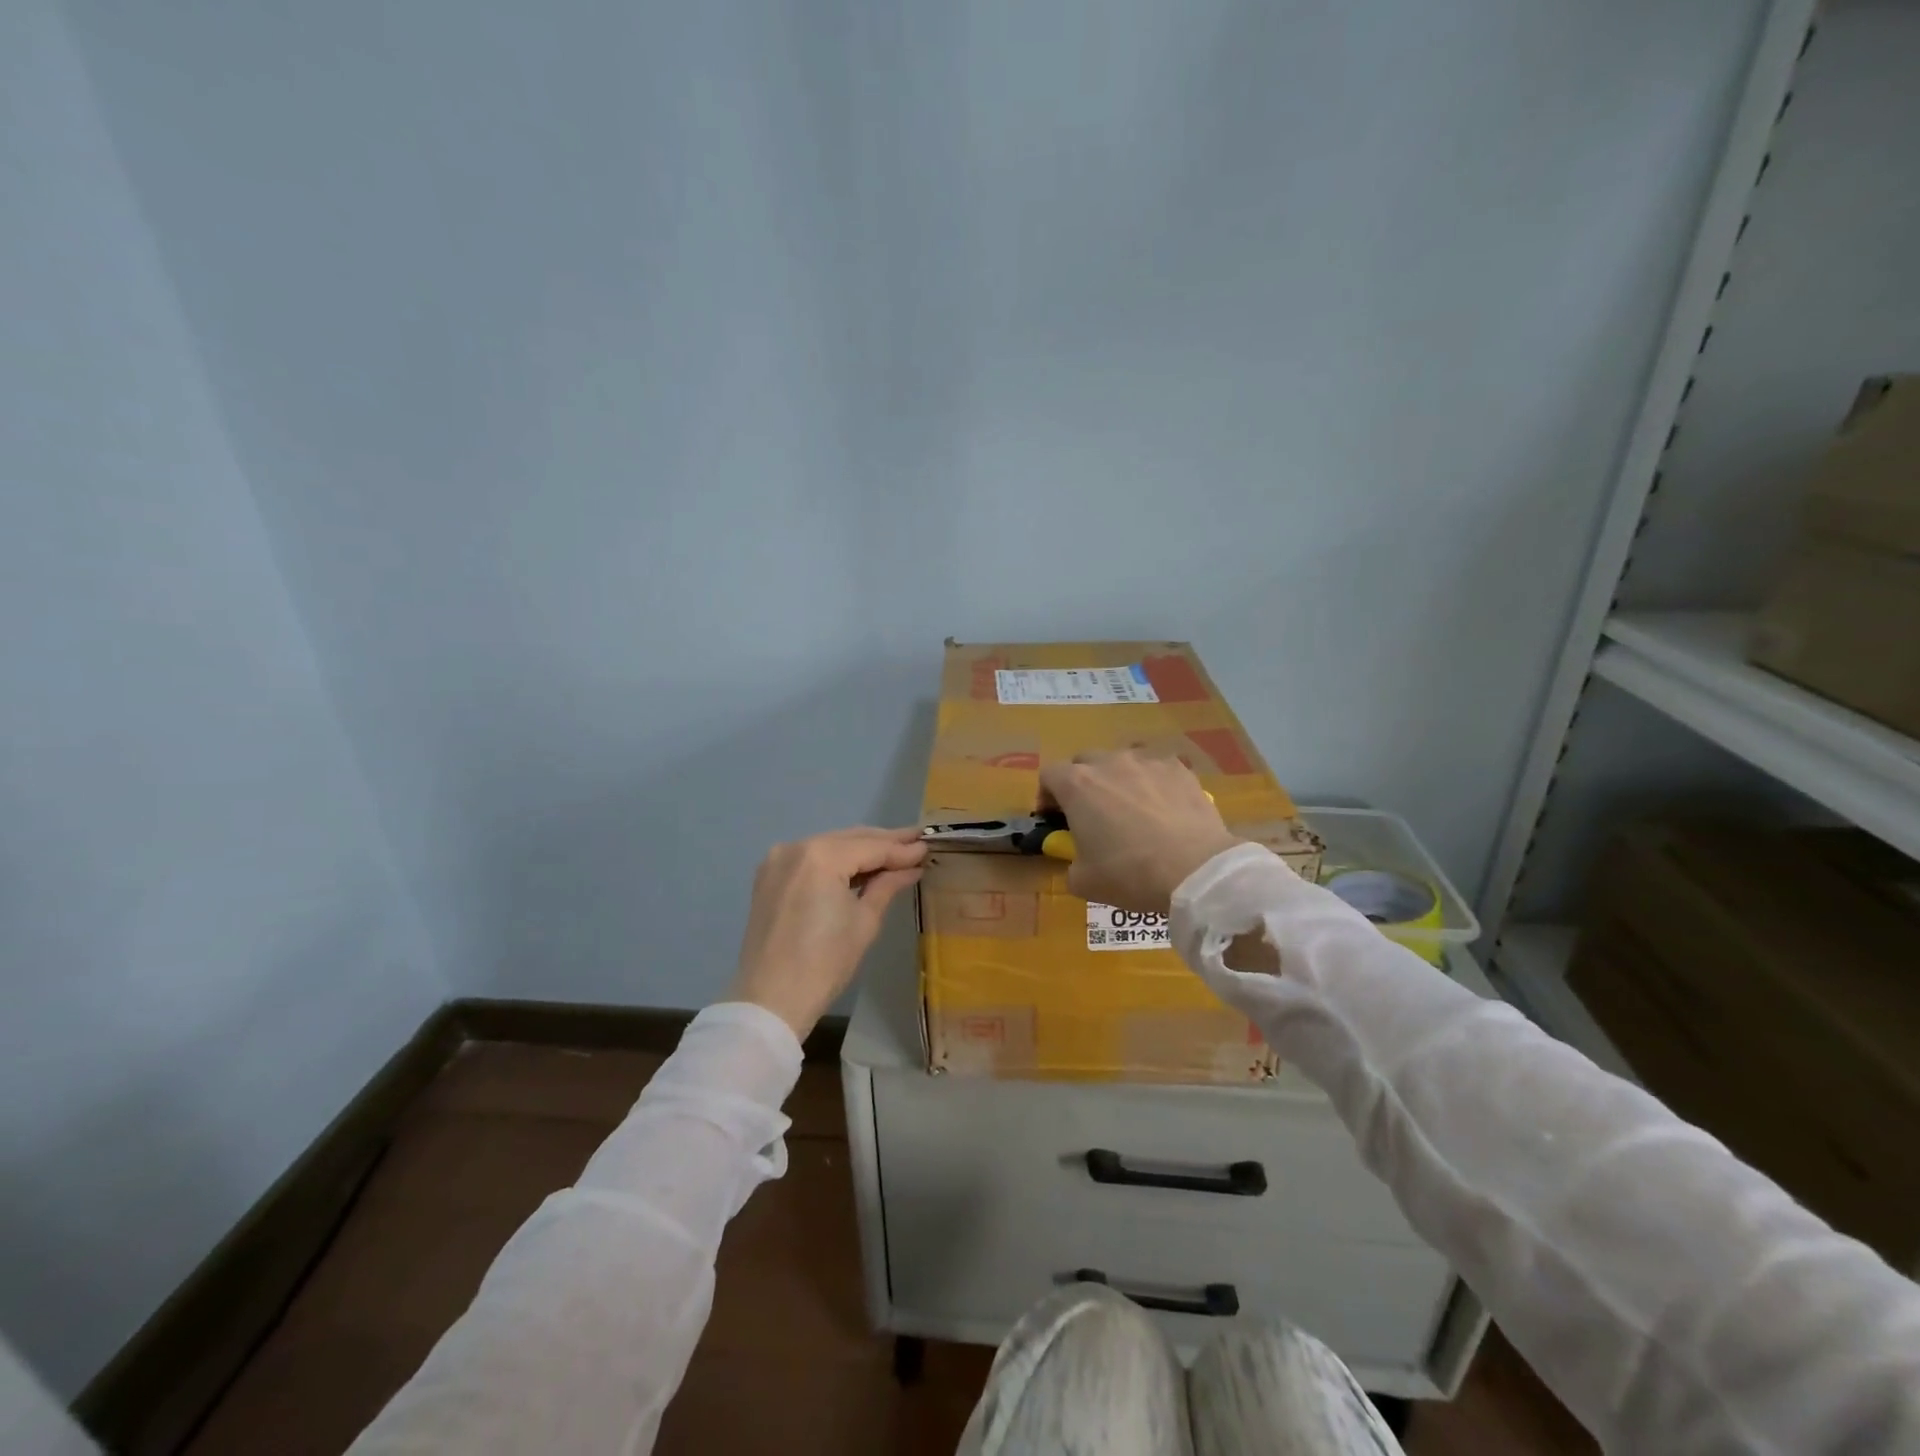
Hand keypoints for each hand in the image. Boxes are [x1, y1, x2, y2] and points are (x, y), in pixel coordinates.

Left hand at [729, 826, 928, 1039]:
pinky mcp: (769, 876)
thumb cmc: (825, 963)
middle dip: (883, 842)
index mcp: (821, 856)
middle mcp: (796, 847)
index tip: (928, 846)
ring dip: (860, 850)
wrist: (770, 1000)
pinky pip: (811, 859)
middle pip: (849, 839)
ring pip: (830, 846)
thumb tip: (912, 866)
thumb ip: (887, 884)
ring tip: (894, 853)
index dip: (902, 849)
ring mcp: (778, 860)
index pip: (871, 847)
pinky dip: (836, 861)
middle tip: (916, 842)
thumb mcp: (864, 921)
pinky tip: (859, 867)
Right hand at [1038, 751, 1243, 914]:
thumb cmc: (1129, 874)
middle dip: (1082, 782)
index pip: (1049, 774)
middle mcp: (1109, 763)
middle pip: (1084, 761)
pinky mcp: (1179, 769)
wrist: (1194, 869)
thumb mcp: (1084, 881)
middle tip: (1091, 812)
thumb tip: (1078, 861)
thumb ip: (1071, 864)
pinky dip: (1153, 783)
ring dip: (1118, 778)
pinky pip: (1157, 769)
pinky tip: (1164, 808)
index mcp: (1077, 785)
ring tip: (1131, 807)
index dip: (1047, 795)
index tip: (1054, 817)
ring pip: (1122, 761)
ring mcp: (1147, 761)